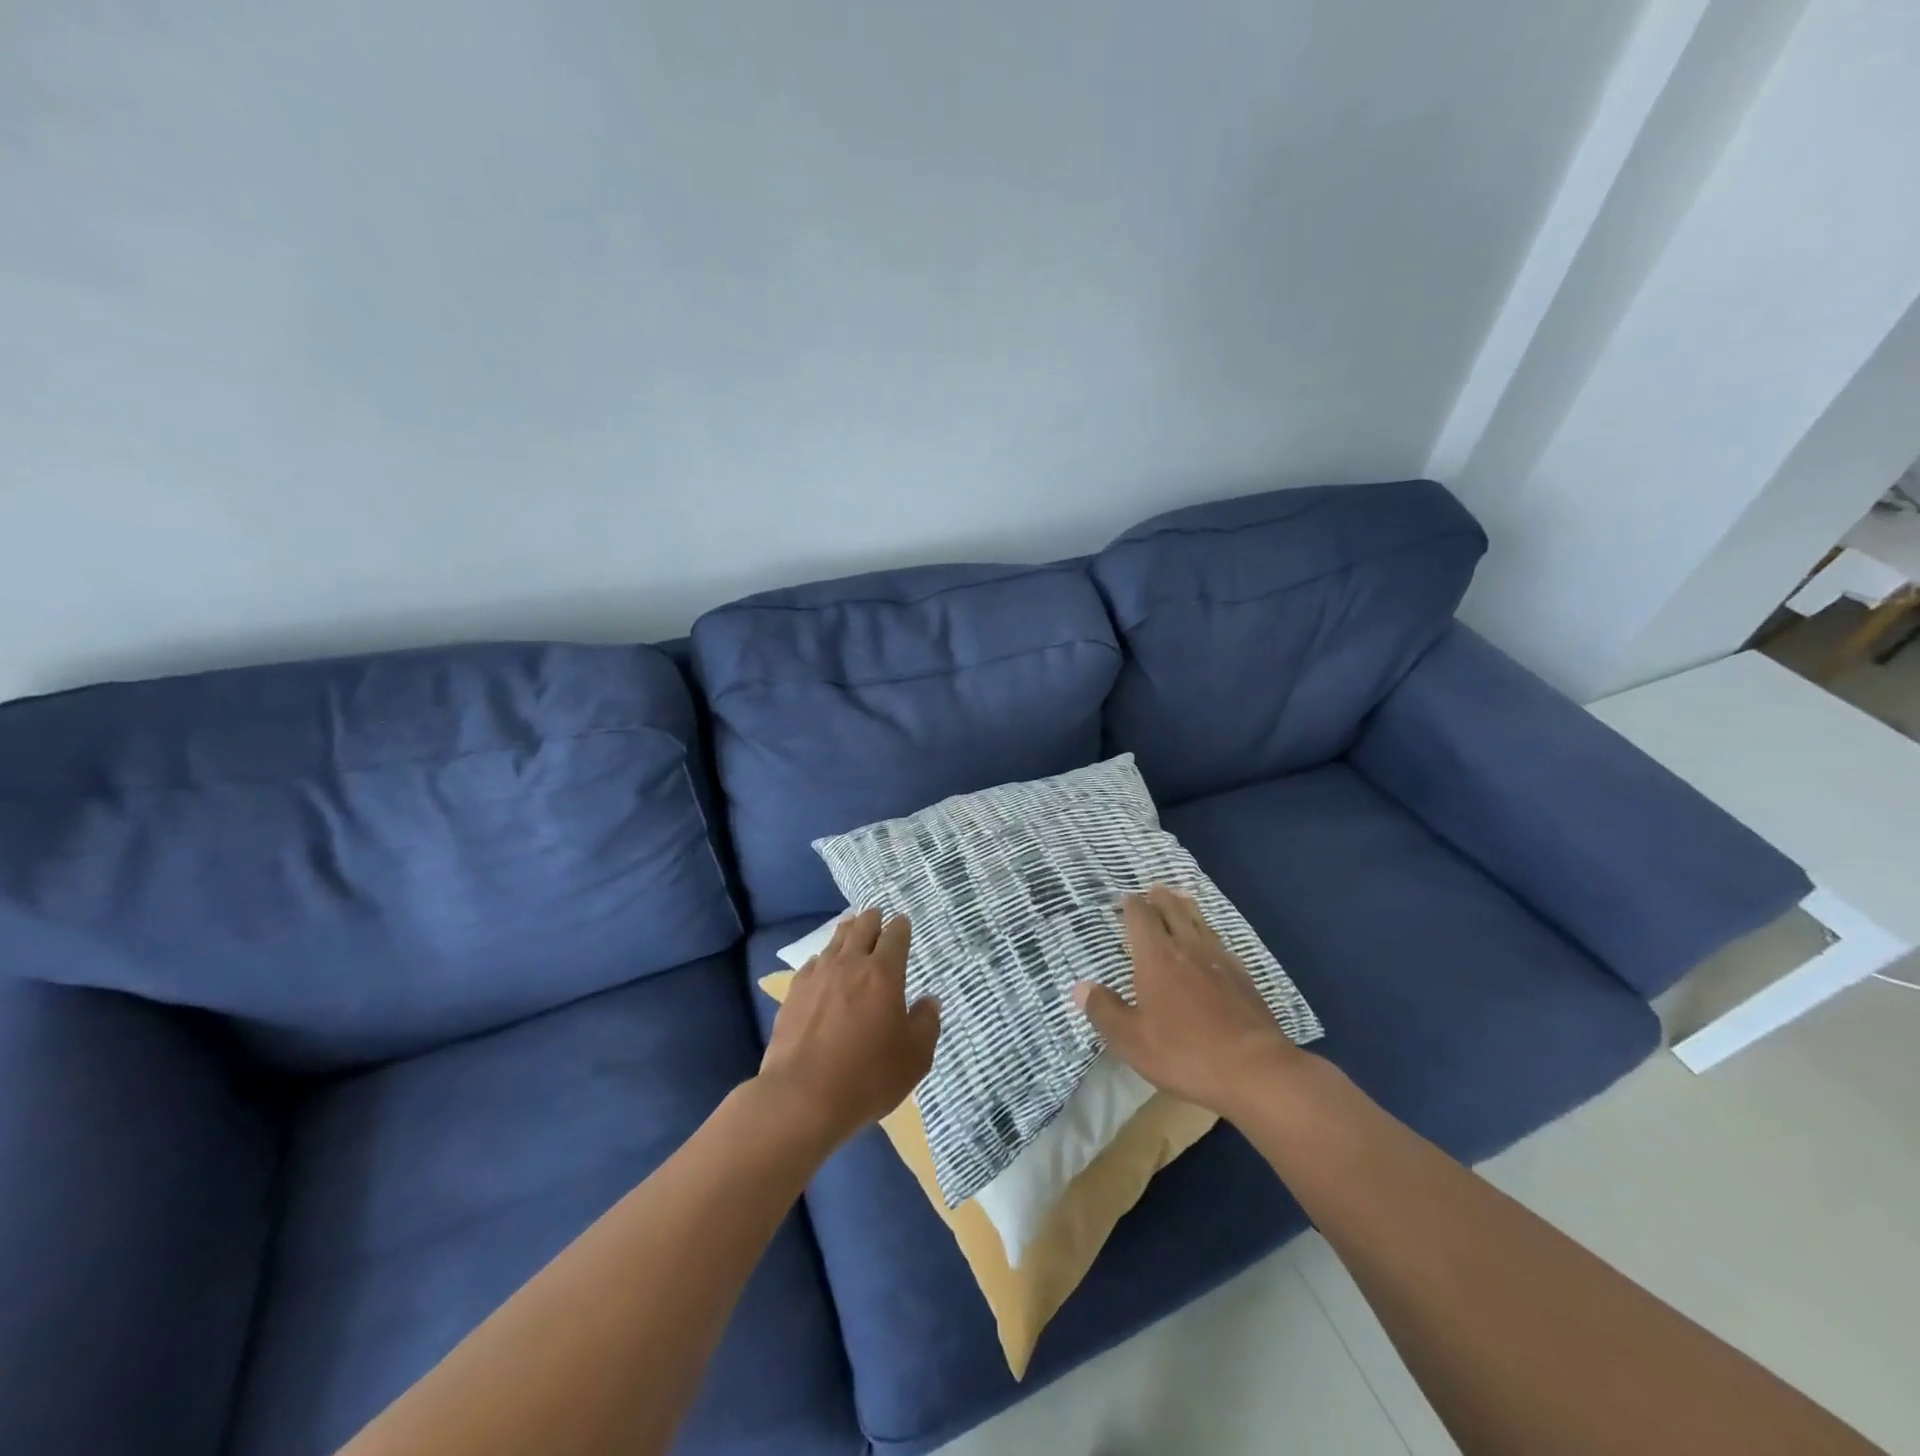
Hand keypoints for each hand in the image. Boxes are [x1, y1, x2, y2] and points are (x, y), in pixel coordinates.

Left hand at [758, 907, 941, 1150]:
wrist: (802, 1097)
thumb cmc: (868, 1076)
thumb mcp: (915, 1057)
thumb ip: (926, 1024)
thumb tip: (929, 1001)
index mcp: (884, 973)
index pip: (895, 936)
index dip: (901, 926)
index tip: (902, 922)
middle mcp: (850, 964)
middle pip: (862, 928)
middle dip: (872, 919)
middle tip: (877, 915)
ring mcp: (818, 977)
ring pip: (835, 941)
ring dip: (847, 931)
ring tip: (851, 927)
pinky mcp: (793, 994)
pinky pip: (812, 964)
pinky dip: (822, 958)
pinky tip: (822, 965)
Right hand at [1072, 886, 1302, 1118]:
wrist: (1255, 1069)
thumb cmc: (1184, 1053)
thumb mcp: (1132, 1040)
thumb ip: (1104, 1010)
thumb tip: (1080, 986)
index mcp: (1156, 958)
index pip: (1141, 919)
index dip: (1132, 905)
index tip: (1126, 898)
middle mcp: (1188, 949)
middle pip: (1173, 912)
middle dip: (1161, 899)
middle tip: (1154, 889)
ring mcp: (1220, 961)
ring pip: (1200, 923)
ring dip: (1187, 908)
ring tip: (1182, 900)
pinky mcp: (1244, 978)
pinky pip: (1221, 943)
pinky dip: (1210, 934)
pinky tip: (1212, 944)